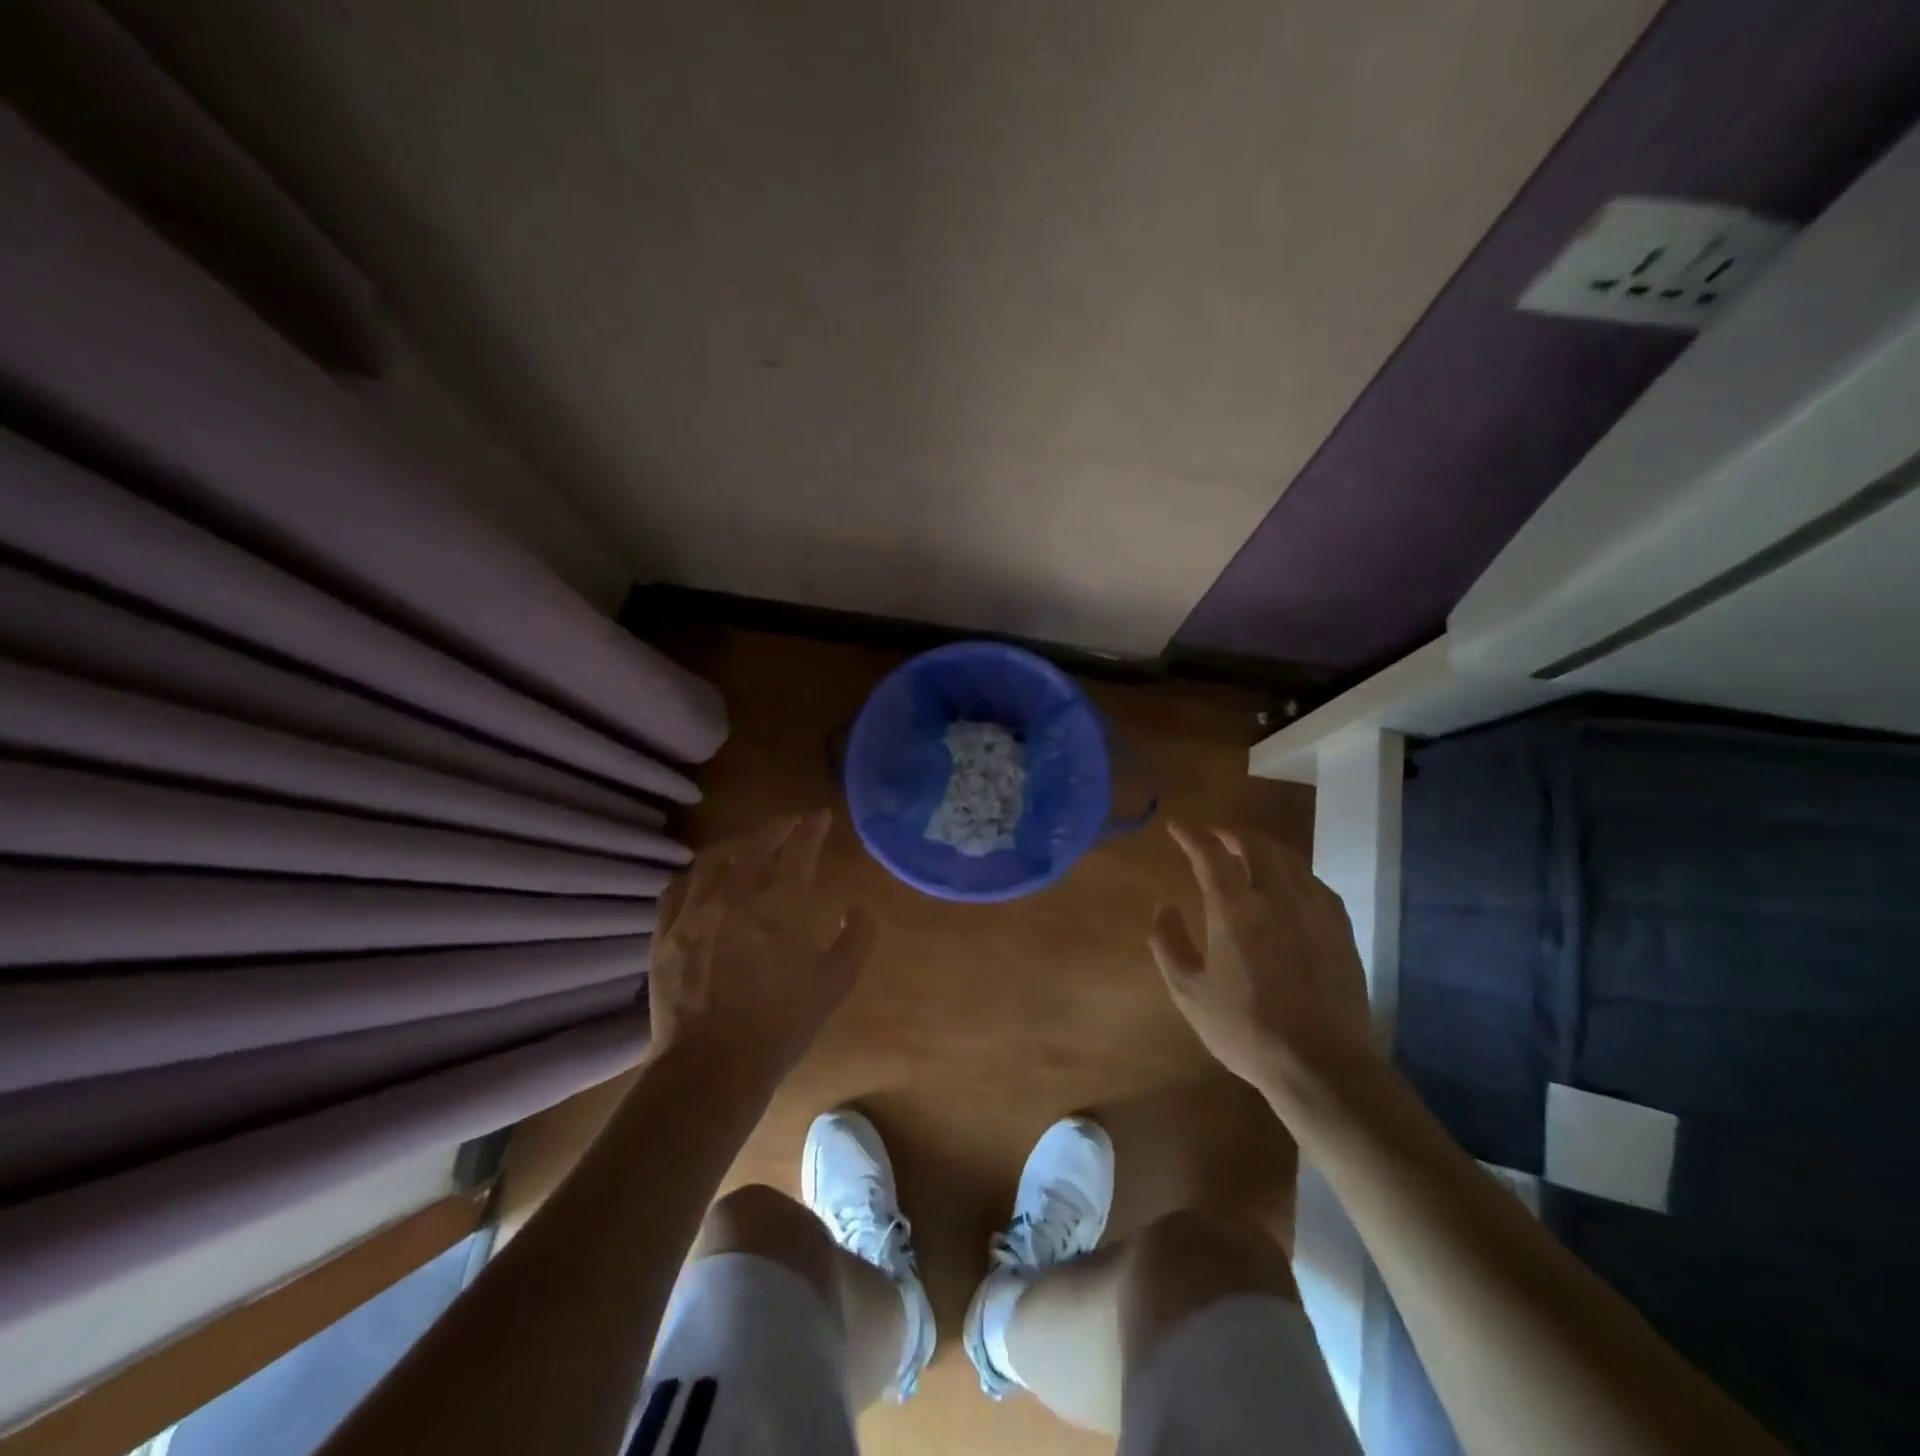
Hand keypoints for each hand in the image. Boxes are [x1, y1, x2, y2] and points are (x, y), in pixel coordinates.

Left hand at [649, 811, 875, 1081]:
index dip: (811, 828)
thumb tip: (858, 908)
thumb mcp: (835, 984)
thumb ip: (856, 939)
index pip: (799, 849)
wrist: (713, 1065)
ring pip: (714, 858)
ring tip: (748, 846)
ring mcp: (696, 911)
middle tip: (789, 824)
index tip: (819, 818)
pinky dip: (696, 874)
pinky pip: (678, 887)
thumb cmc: (782, 1024)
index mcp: (782, 904)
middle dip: (777, 827)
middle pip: (756, 843)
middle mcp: (737, 894)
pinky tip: (703, 879)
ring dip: (736, 845)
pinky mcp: (666, 932)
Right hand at [1150, 823, 1375, 1089]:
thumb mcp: (1189, 992)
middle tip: (1212, 837)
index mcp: (1236, 909)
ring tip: (1246, 853)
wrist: (1322, 1066)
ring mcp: (1315, 910)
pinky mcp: (1340, 928)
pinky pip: (1314, 882)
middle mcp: (1277, 897)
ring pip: (1288, 858)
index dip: (1191, 835)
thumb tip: (1164, 907)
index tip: (1177, 828)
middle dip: (1229, 833)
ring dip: (1262, 847)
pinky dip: (1292, 872)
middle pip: (1255, 844)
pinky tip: (1287, 885)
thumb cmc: (1246, 1030)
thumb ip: (1168, 943)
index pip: (1210, 853)